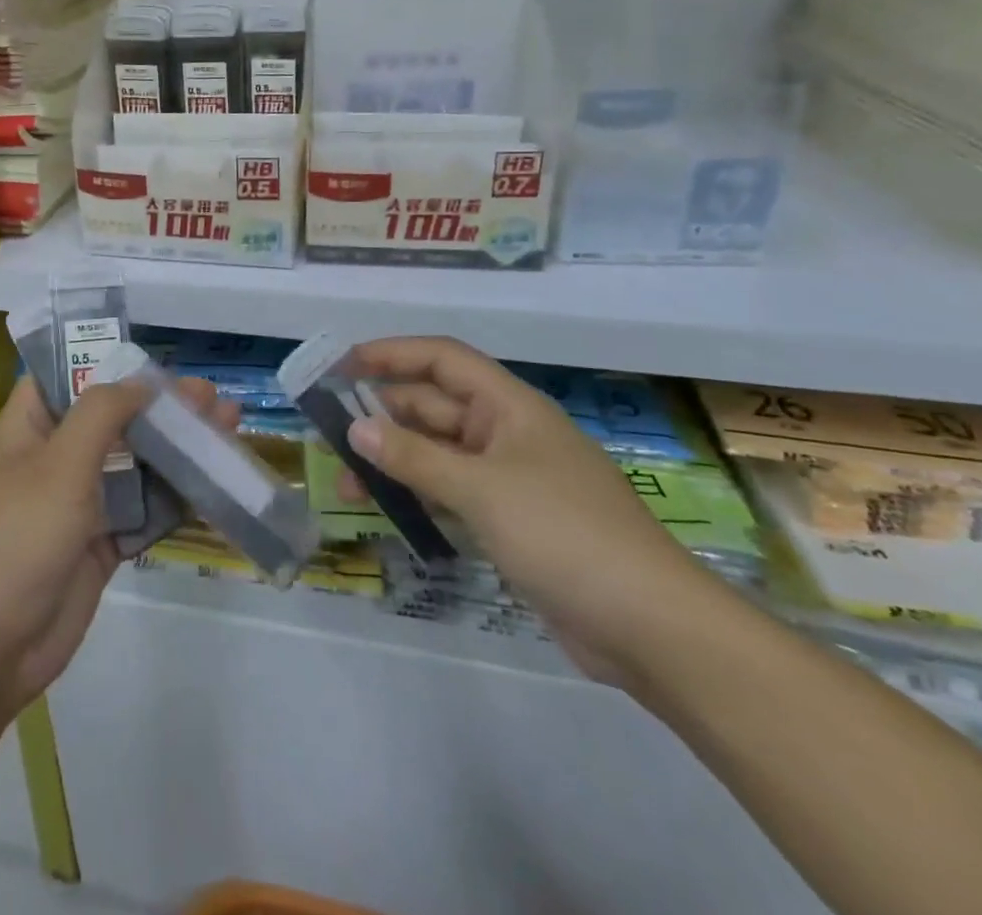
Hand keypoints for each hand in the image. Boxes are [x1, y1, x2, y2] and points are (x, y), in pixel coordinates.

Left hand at [0, 374, 233, 722]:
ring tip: (225, 428)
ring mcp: (77, 506)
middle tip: (209, 395)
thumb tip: (140, 381)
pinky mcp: (99, 545)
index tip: (151, 359)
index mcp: (27, 431)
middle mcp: (51, 461)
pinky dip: (173, 497)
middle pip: (110, 421)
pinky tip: (212, 482)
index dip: (102, 362)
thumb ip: (101, 414)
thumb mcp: (58, 464)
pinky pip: (141, 512)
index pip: (61, 378)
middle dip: (158, 406)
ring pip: (133, 465)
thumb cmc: (18, 538)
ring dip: (175, 448)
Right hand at [343, 336, 718, 685]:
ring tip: (346, 481)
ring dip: (395, 459)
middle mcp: (508, 433)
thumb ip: (414, 457)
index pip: (443, 359)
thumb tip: (355, 428)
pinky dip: (419, 494)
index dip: (392, 354)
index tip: (342, 364)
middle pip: (435, 407)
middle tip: (329, 431)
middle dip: (383, 414)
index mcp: (510, 407)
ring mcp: (511, 479)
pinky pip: (453, 492)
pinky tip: (387, 509)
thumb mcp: (480, 489)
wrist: (652, 627)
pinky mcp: (513, 521)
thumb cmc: (564, 534)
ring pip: (439, 453)